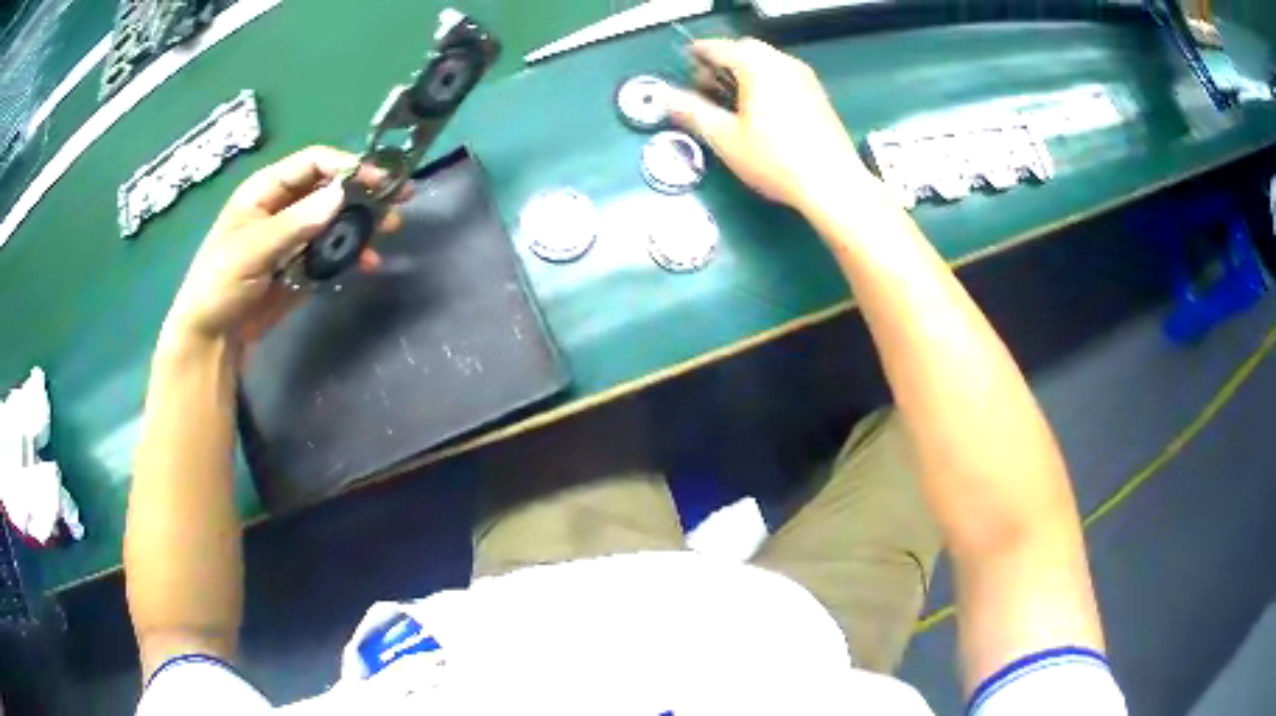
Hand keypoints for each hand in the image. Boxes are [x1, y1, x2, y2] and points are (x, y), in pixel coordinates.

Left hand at [163, 146, 406, 351]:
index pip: (313, 163)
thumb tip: (341, 195)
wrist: (212, 338)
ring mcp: (295, 236)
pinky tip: (369, 263)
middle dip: (363, 192)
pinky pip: (333, 250)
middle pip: (331, 187)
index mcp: (267, 190)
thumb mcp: (252, 250)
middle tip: (399, 199)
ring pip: (336, 218)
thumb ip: (295, 223)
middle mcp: (285, 206)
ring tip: (390, 231)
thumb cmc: (220, 284)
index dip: (345, 166)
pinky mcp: (302, 265)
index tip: (377, 181)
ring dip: (363, 222)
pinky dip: (353, 253)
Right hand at [670, 38, 873, 212]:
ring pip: (766, 61)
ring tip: (730, 100)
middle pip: (744, 49)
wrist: (832, 183)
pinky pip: (783, 75)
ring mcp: (804, 77)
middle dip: (721, 62)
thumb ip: (692, 111)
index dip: (696, 55)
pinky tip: (759, 110)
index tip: (684, 64)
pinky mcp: (817, 94)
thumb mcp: (725, 138)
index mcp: (757, 66)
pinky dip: (764, 81)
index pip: (718, 47)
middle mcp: (783, 63)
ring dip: (743, 71)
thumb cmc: (776, 160)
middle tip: (705, 86)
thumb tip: (667, 98)